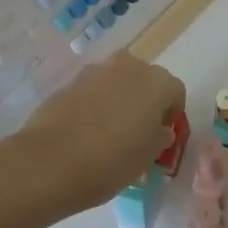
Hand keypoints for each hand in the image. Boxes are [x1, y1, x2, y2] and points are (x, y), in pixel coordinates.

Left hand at [20, 53, 185, 214]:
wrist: (50, 161)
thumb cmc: (112, 160)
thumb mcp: (148, 157)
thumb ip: (160, 137)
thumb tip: (159, 129)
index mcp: (157, 82)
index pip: (176, 93)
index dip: (171, 115)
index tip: (161, 138)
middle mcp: (130, 66)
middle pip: (146, 81)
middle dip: (144, 102)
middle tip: (136, 133)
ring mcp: (97, 70)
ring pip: (117, 82)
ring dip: (118, 100)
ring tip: (107, 133)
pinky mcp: (70, 81)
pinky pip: (92, 91)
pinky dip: (94, 105)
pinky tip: (84, 132)